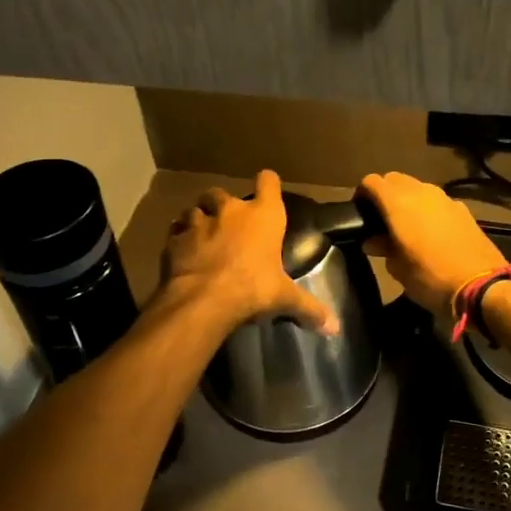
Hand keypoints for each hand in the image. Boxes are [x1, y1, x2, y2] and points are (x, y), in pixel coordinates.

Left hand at [160, 170, 337, 334]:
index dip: (267, 183)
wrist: (203, 299)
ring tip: (201, 234)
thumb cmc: (252, 288)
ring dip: (198, 218)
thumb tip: (336, 328)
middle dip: (223, 204)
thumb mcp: (284, 298)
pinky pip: (175, 231)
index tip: (267, 187)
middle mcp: (230, 211)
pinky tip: (181, 250)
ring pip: (194, 208)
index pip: (268, 182)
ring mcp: (199, 222)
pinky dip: (178, 237)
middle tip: (227, 222)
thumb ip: (309, 308)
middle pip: (222, 193)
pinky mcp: (174, 239)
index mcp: (263, 216)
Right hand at [358, 171, 505, 316]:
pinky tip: (431, 232)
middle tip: (381, 219)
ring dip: (408, 199)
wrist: (482, 286)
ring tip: (406, 225)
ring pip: (418, 187)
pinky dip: (428, 208)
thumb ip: (383, 248)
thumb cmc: (431, 279)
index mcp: (398, 204)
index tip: (360, 211)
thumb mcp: (399, 269)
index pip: (372, 181)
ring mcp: (445, 199)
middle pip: (395, 179)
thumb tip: (373, 240)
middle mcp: (421, 192)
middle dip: (385, 193)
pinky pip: (437, 201)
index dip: (363, 193)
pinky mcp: (463, 209)